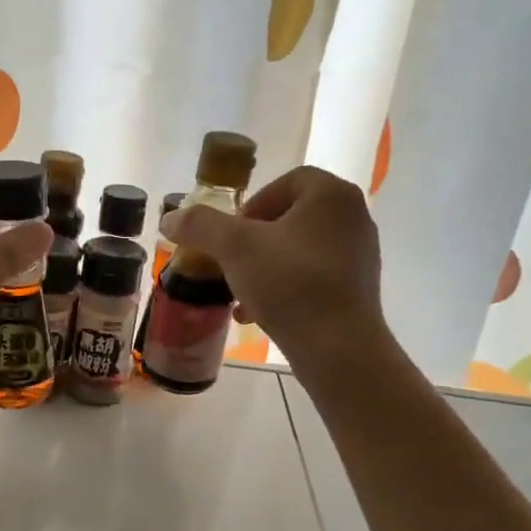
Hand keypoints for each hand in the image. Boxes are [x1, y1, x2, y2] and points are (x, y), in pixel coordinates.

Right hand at [165, 165, 384, 369]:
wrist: (339, 348)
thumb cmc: (290, 284)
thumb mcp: (234, 248)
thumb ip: (200, 226)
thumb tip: (169, 218)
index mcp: (331, 194)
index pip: (285, 182)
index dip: (252, 204)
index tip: (231, 235)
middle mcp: (354, 217)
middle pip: (290, 218)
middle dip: (254, 242)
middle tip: (231, 263)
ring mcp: (361, 254)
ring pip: (299, 251)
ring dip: (265, 267)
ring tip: (240, 294)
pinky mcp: (359, 289)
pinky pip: (314, 278)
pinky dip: (285, 289)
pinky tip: (258, 315)